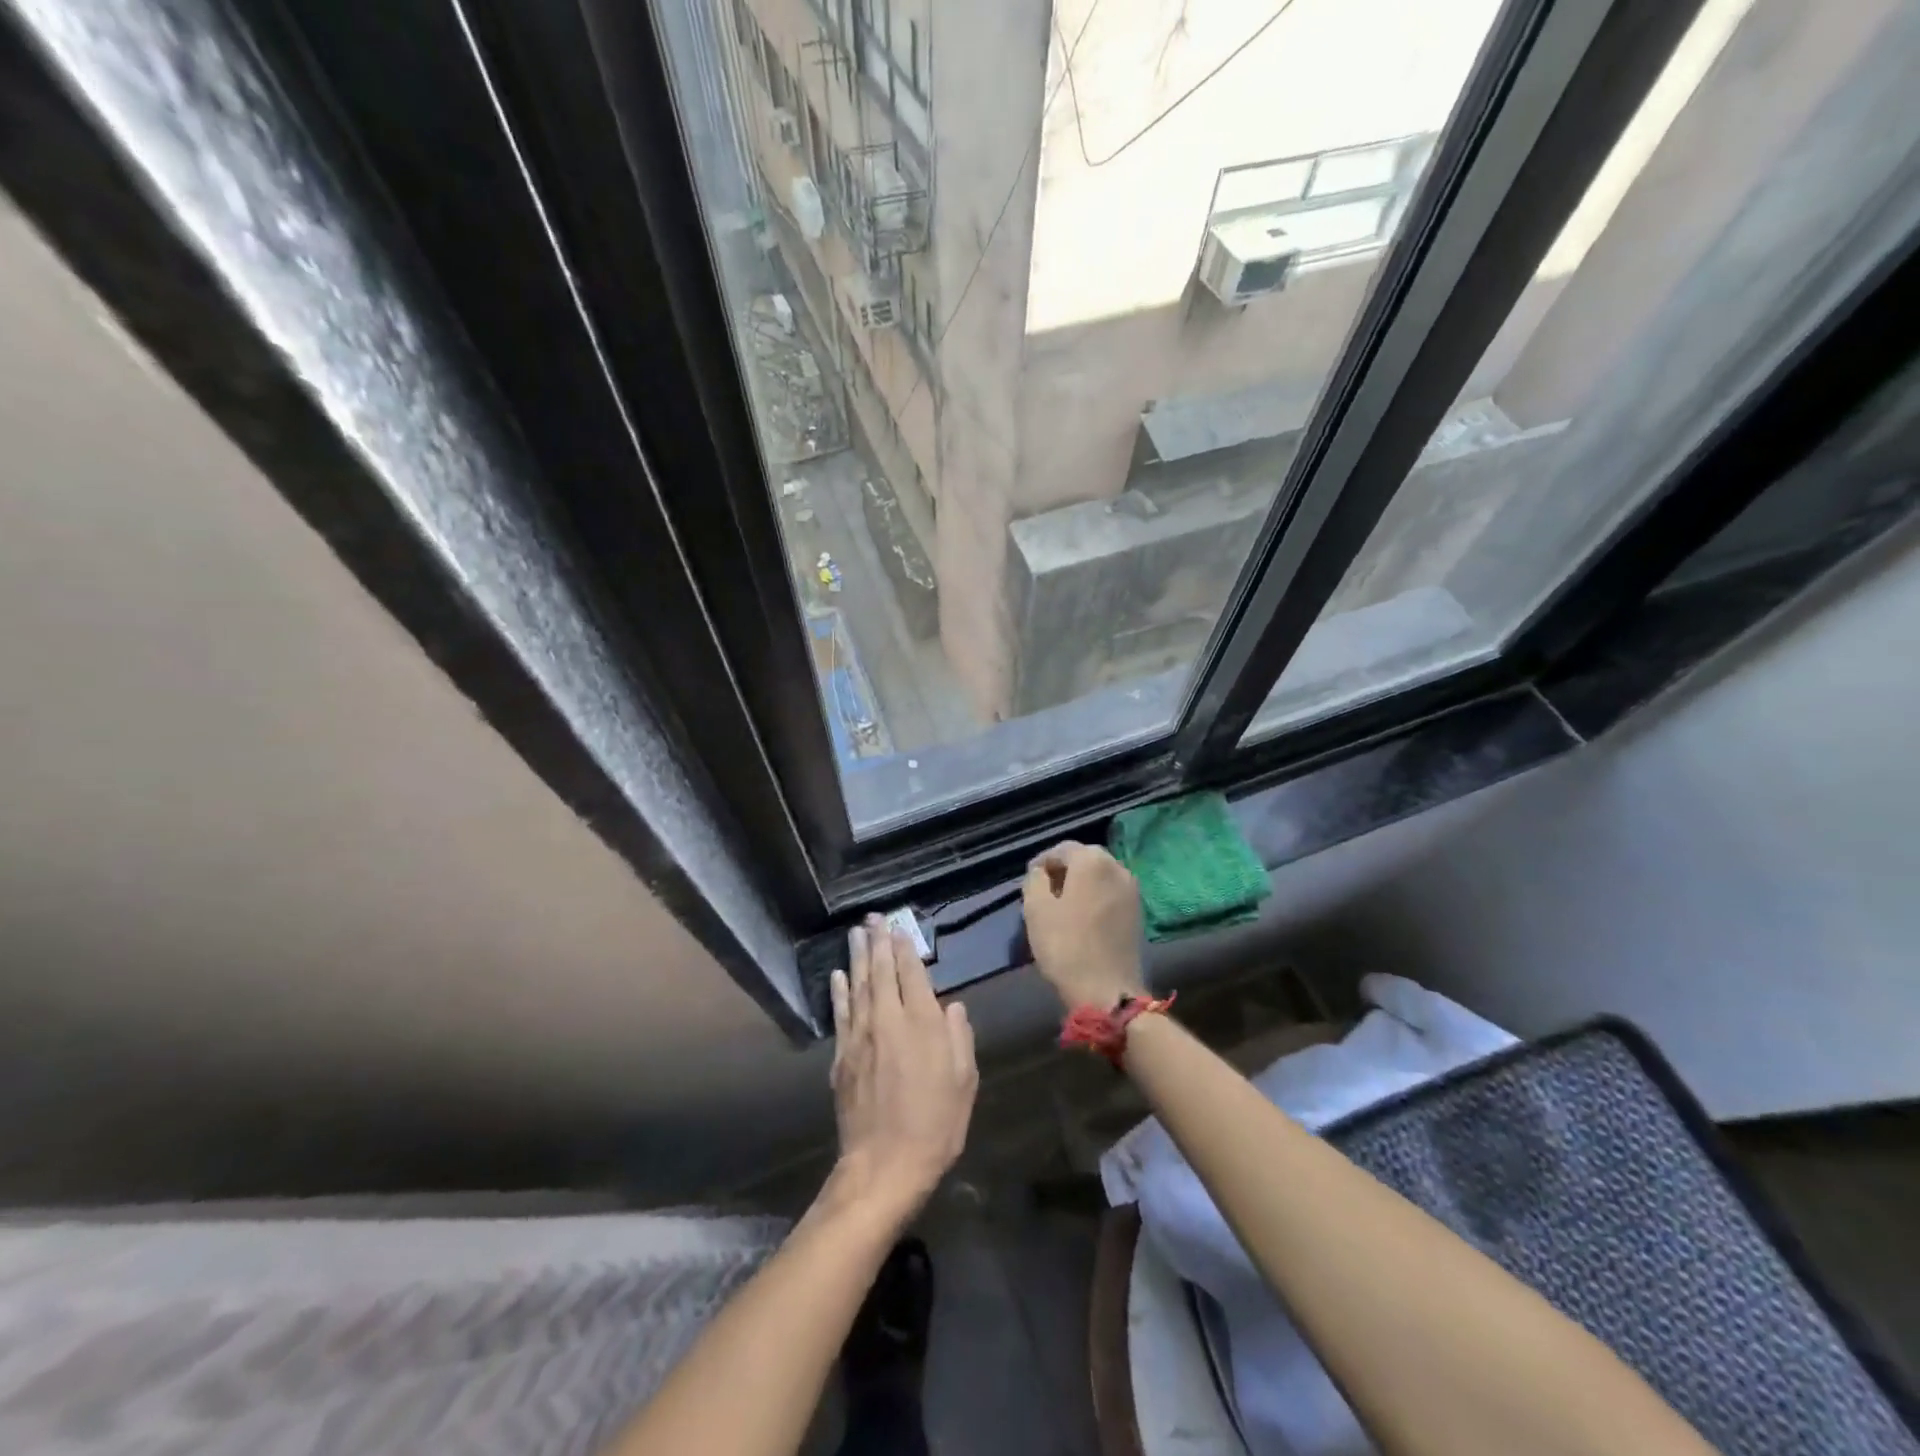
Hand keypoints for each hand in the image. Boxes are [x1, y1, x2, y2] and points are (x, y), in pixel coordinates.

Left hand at [826, 917, 977, 1224]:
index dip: (906, 948)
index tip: (900, 926)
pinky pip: (840, 1014)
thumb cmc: (935, 1125)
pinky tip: (838, 975)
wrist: (884, 1166)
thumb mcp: (964, 1082)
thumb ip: (959, 1038)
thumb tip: (951, 1006)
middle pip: (881, 971)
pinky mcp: (842, 1057)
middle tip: (874, 917)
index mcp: (922, 1024)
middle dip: (879, 941)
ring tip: (857, 933)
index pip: (912, 974)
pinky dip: (839, 991)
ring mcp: (860, 1037)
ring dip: (858, 957)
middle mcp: (888, 1021)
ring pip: (858, 986)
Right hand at [1022, 841, 1146, 1010]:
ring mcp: (1132, 890)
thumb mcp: (1036, 909)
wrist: (1107, 991)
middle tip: (1044, 892)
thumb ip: (1034, 880)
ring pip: (1100, 876)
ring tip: (1062, 906)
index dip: (1042, 862)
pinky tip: (1082, 918)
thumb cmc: (1066, 946)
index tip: (1029, 880)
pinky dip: (1095, 897)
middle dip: (1063, 871)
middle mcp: (1117, 867)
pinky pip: (1111, 893)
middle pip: (1084, 859)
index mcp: (1092, 860)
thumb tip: (1040, 872)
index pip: (1061, 849)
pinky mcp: (1139, 912)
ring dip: (1080, 884)